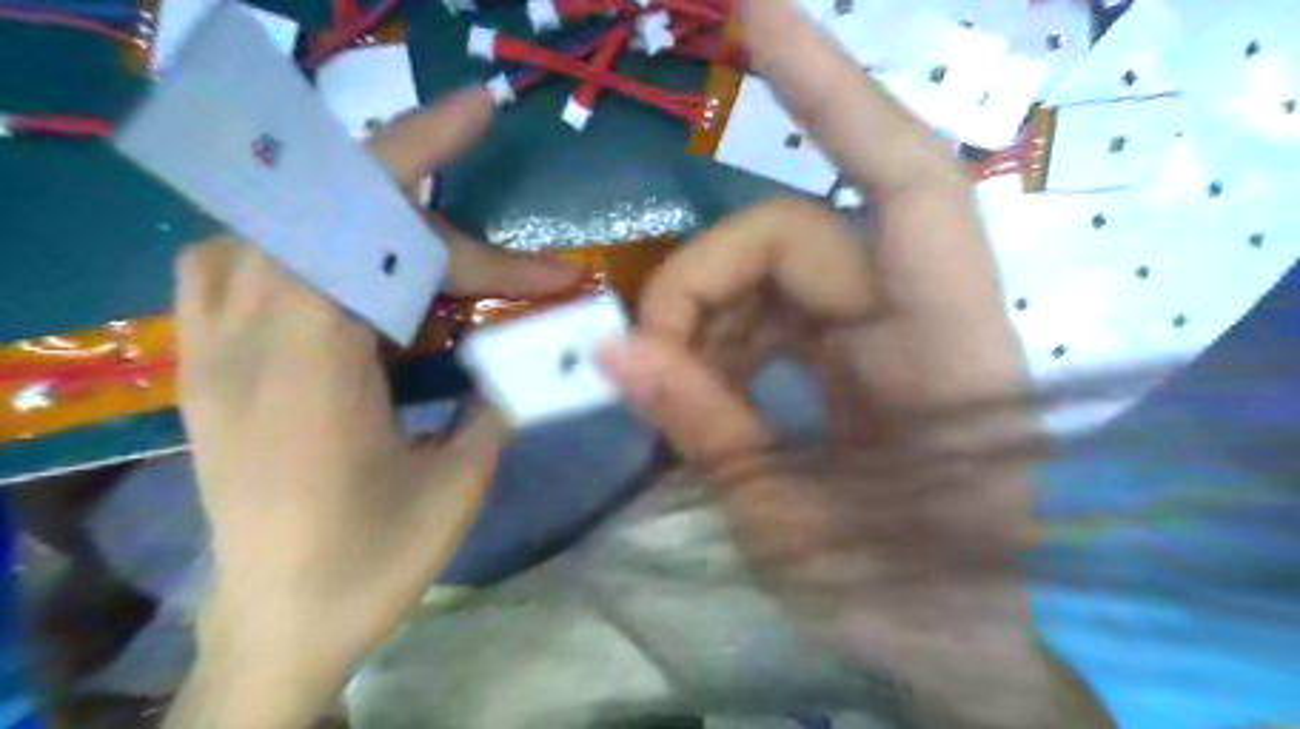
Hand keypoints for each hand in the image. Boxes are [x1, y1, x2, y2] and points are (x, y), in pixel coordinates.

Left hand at [164, 87, 572, 728]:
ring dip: (362, 213)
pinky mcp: (208, 363)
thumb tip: (536, 347)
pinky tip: (346, 271)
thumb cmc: (372, 564)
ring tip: (440, 254)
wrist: (276, 629)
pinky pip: (232, 261)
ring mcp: (212, 346)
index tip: (483, 111)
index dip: (422, 149)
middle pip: (333, 215)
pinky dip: (295, 239)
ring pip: (272, 221)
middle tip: (524, 275)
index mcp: (308, 362)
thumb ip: (497, 396)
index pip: (355, 212)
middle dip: (444, 224)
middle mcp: (243, 335)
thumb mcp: (459, 480)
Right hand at [599, 1, 1076, 721]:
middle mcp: (921, 318)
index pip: (899, 184)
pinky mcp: (858, 357)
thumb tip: (611, 350)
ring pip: (774, 274)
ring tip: (661, 387)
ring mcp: (887, 333)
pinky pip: (774, 315)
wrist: (953, 646)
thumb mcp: (790, 528)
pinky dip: (719, 340)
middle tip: (636, 353)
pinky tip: (690, 387)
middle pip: (792, 240)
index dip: (831, 90)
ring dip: (701, 316)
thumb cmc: (902, 602)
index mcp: (944, 353)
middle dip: (698, 283)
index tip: (752, 14)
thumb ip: (707, 430)